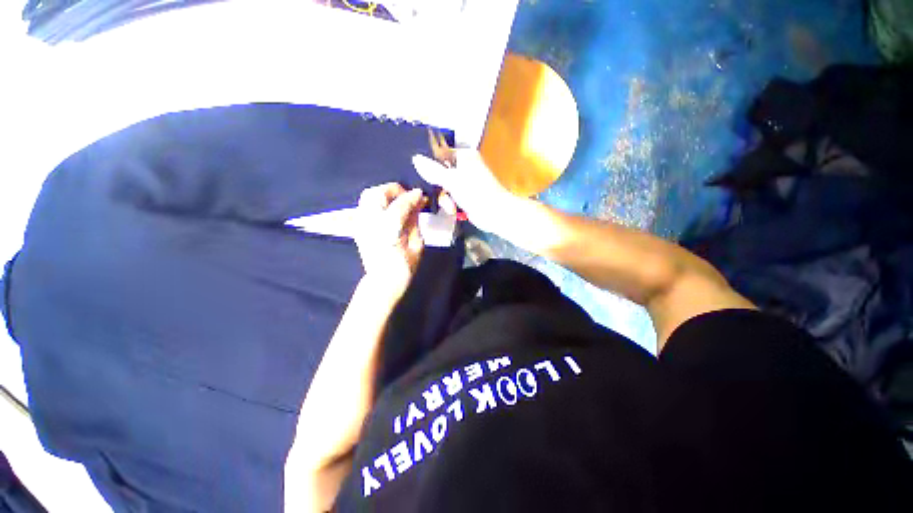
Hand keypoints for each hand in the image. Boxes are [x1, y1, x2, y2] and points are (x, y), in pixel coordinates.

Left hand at [353, 183, 427, 296]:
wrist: (382, 282)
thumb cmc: (404, 267)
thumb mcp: (417, 245)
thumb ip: (414, 222)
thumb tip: (417, 204)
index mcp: (388, 229)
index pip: (401, 204)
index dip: (412, 197)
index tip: (421, 195)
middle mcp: (371, 222)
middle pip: (378, 193)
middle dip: (395, 190)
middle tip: (408, 196)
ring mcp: (361, 223)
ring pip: (368, 195)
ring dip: (384, 193)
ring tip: (397, 200)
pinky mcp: (358, 226)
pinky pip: (365, 205)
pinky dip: (377, 201)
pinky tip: (388, 208)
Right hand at [412, 149, 517, 232]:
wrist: (495, 214)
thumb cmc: (476, 192)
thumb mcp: (452, 180)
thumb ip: (433, 170)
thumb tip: (415, 158)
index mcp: (463, 156)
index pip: (439, 153)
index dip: (428, 163)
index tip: (418, 174)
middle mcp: (463, 166)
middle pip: (439, 171)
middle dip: (437, 186)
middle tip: (437, 194)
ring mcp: (464, 182)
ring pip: (443, 186)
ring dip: (445, 198)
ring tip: (450, 207)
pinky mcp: (464, 195)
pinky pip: (449, 196)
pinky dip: (449, 203)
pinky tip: (452, 210)